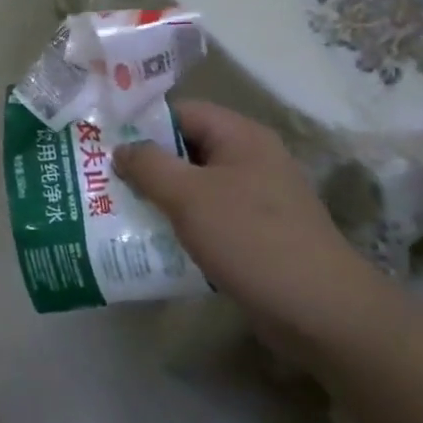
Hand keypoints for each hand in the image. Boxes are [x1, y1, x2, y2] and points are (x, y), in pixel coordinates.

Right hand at [112, 101, 385, 365]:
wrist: (320, 311)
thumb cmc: (250, 239)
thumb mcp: (189, 196)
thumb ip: (149, 165)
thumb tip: (122, 148)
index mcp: (240, 136)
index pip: (180, 112)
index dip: (140, 123)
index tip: (102, 143)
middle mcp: (250, 159)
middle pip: (186, 149)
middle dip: (145, 164)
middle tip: (101, 179)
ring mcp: (256, 198)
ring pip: (194, 186)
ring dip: (159, 198)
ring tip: (116, 209)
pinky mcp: (256, 234)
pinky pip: (208, 217)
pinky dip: (180, 225)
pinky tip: (151, 241)